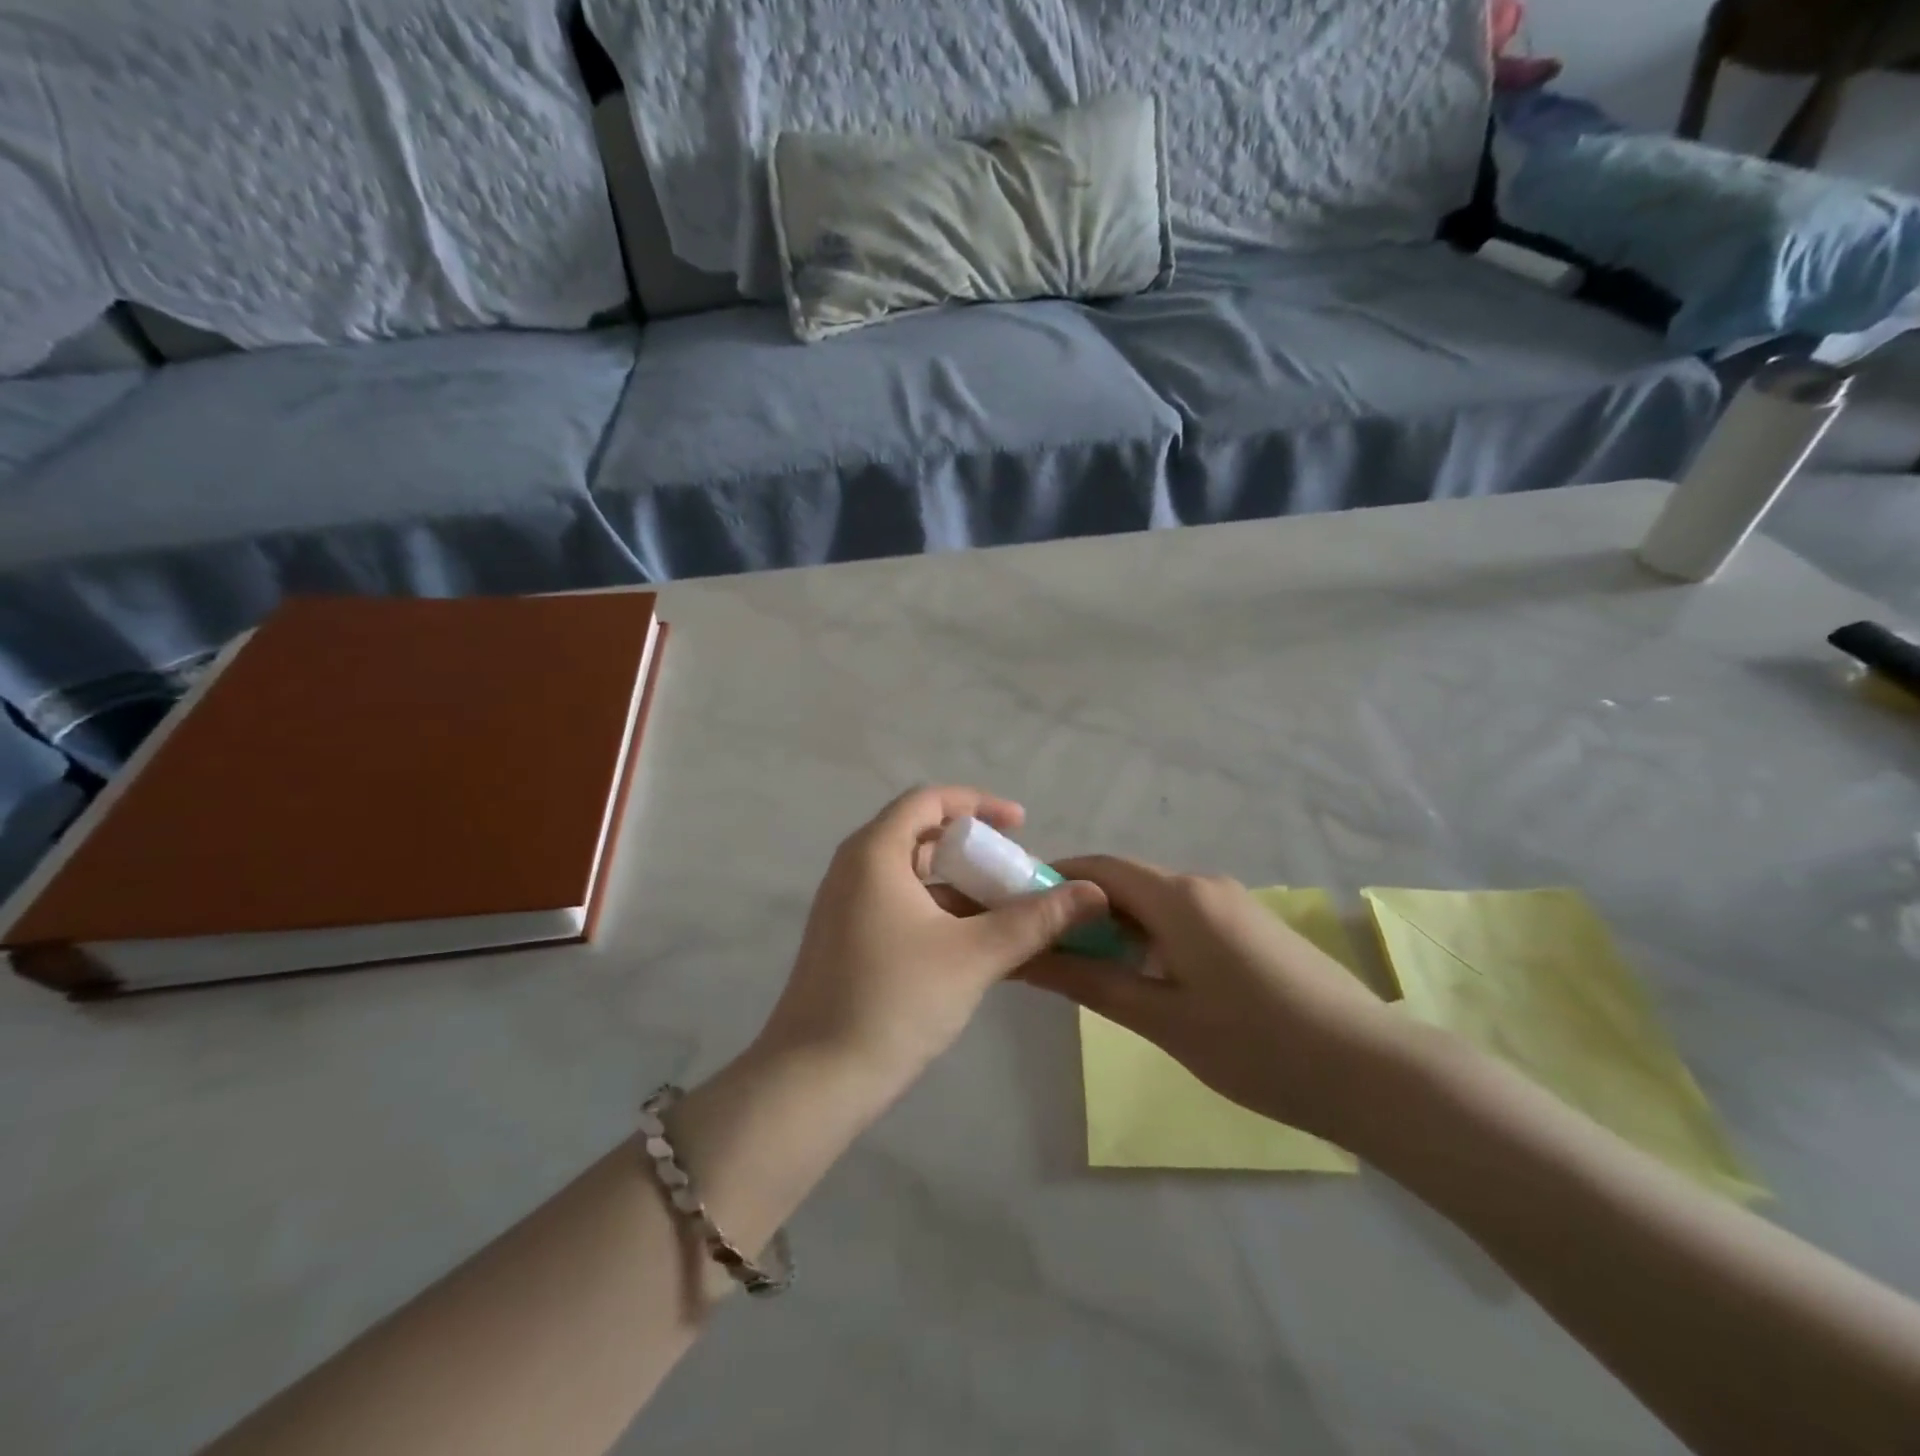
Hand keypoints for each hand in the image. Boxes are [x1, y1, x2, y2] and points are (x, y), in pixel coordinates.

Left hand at [757, 787, 1108, 1083]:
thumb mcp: (975, 956)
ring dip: (958, 885)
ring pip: (910, 874)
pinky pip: (897, 903)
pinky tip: (970, 945)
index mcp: (875, 853)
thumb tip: (1093, 892)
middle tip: (1015, 873)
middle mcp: (853, 868)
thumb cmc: (896, 1000)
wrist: (816, 1079)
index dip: (979, 804)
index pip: (929, 799)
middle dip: (973, 849)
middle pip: (920, 834)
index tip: (1021, 825)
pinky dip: (936, 910)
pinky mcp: (844, 939)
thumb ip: (1035, 919)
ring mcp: (844, 905)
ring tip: (1003, 912)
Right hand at [1021, 857, 1402, 1141]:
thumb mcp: (1163, 1019)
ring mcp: (1233, 904)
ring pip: (1155, 901)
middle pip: (1126, 882)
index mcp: (1179, 897)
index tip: (1018, 908)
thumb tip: (1027, 958)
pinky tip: (1146, 976)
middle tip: (1046, 950)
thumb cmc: (1258, 1045)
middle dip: (1081, 908)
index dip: (1053, 879)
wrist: (1372, 1071)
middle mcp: (1204, 885)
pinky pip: (1184, 917)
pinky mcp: (1252, 926)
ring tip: (1088, 968)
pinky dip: (1151, 935)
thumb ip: (1091, 981)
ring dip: (1117, 925)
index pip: (1098, 868)